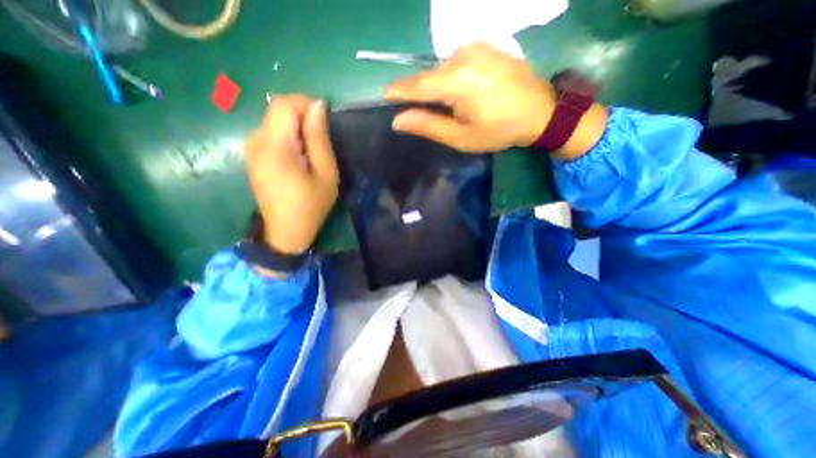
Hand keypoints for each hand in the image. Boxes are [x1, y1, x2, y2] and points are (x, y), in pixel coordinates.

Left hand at [245, 95, 340, 255]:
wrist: (286, 231)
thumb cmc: (311, 205)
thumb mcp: (325, 174)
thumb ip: (319, 139)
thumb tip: (318, 106)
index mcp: (275, 146)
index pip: (284, 104)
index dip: (306, 104)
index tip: (325, 121)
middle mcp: (256, 141)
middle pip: (277, 109)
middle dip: (302, 116)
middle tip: (321, 140)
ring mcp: (251, 148)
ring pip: (274, 120)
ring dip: (296, 127)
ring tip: (311, 152)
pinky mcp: (252, 155)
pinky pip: (270, 132)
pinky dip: (287, 136)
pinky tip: (298, 157)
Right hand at [387, 41, 557, 151]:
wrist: (540, 111)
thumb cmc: (499, 130)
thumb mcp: (461, 137)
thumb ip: (428, 126)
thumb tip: (398, 120)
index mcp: (456, 81)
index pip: (415, 85)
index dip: (397, 92)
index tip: (384, 98)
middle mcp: (462, 56)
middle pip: (428, 76)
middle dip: (420, 94)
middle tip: (422, 115)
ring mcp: (475, 47)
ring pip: (441, 69)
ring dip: (437, 87)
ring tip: (449, 108)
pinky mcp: (485, 46)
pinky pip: (456, 63)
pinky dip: (451, 78)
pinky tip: (462, 94)